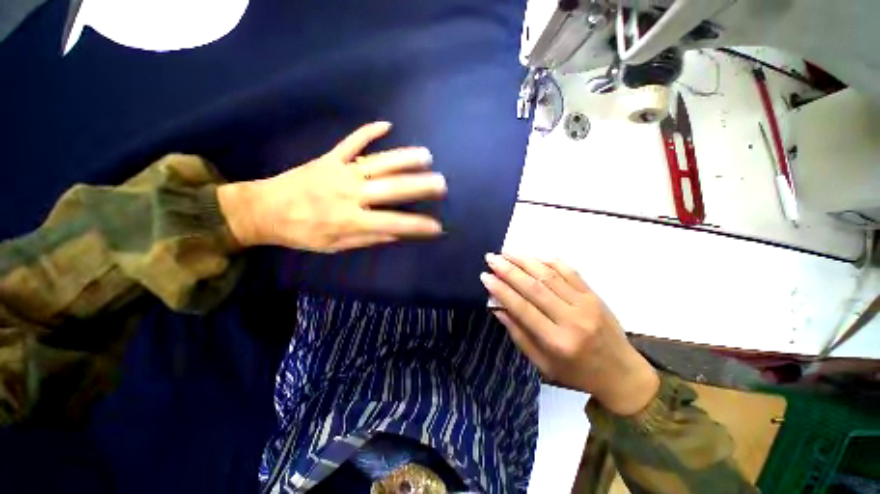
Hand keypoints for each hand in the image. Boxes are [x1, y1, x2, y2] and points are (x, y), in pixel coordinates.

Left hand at [217, 122, 446, 251]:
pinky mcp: (329, 157)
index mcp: (350, 220)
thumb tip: (396, 233)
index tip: (437, 226)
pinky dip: (368, 131)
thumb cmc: (302, 233)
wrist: (263, 210)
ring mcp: (339, 171)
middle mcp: (349, 194)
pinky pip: (351, 141)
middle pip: (390, 188)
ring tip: (426, 155)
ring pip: (378, 162)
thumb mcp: (335, 245)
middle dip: (419, 186)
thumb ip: (367, 239)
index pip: (393, 223)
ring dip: (403, 158)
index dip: (417, 225)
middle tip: (441, 184)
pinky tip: (386, 124)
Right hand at [481, 253, 659, 415]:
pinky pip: (571, 272)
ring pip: (550, 275)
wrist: (622, 374)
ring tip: (507, 252)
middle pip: (534, 287)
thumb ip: (519, 335)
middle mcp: (571, 319)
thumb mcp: (543, 365)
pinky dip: (551, 261)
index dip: (501, 290)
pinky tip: (535, 255)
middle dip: (509, 270)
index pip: (522, 308)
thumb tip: (498, 309)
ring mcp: (586, 304)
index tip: (485, 276)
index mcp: (556, 342)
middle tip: (491, 258)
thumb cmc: (577, 373)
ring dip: (526, 261)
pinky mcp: (594, 295)